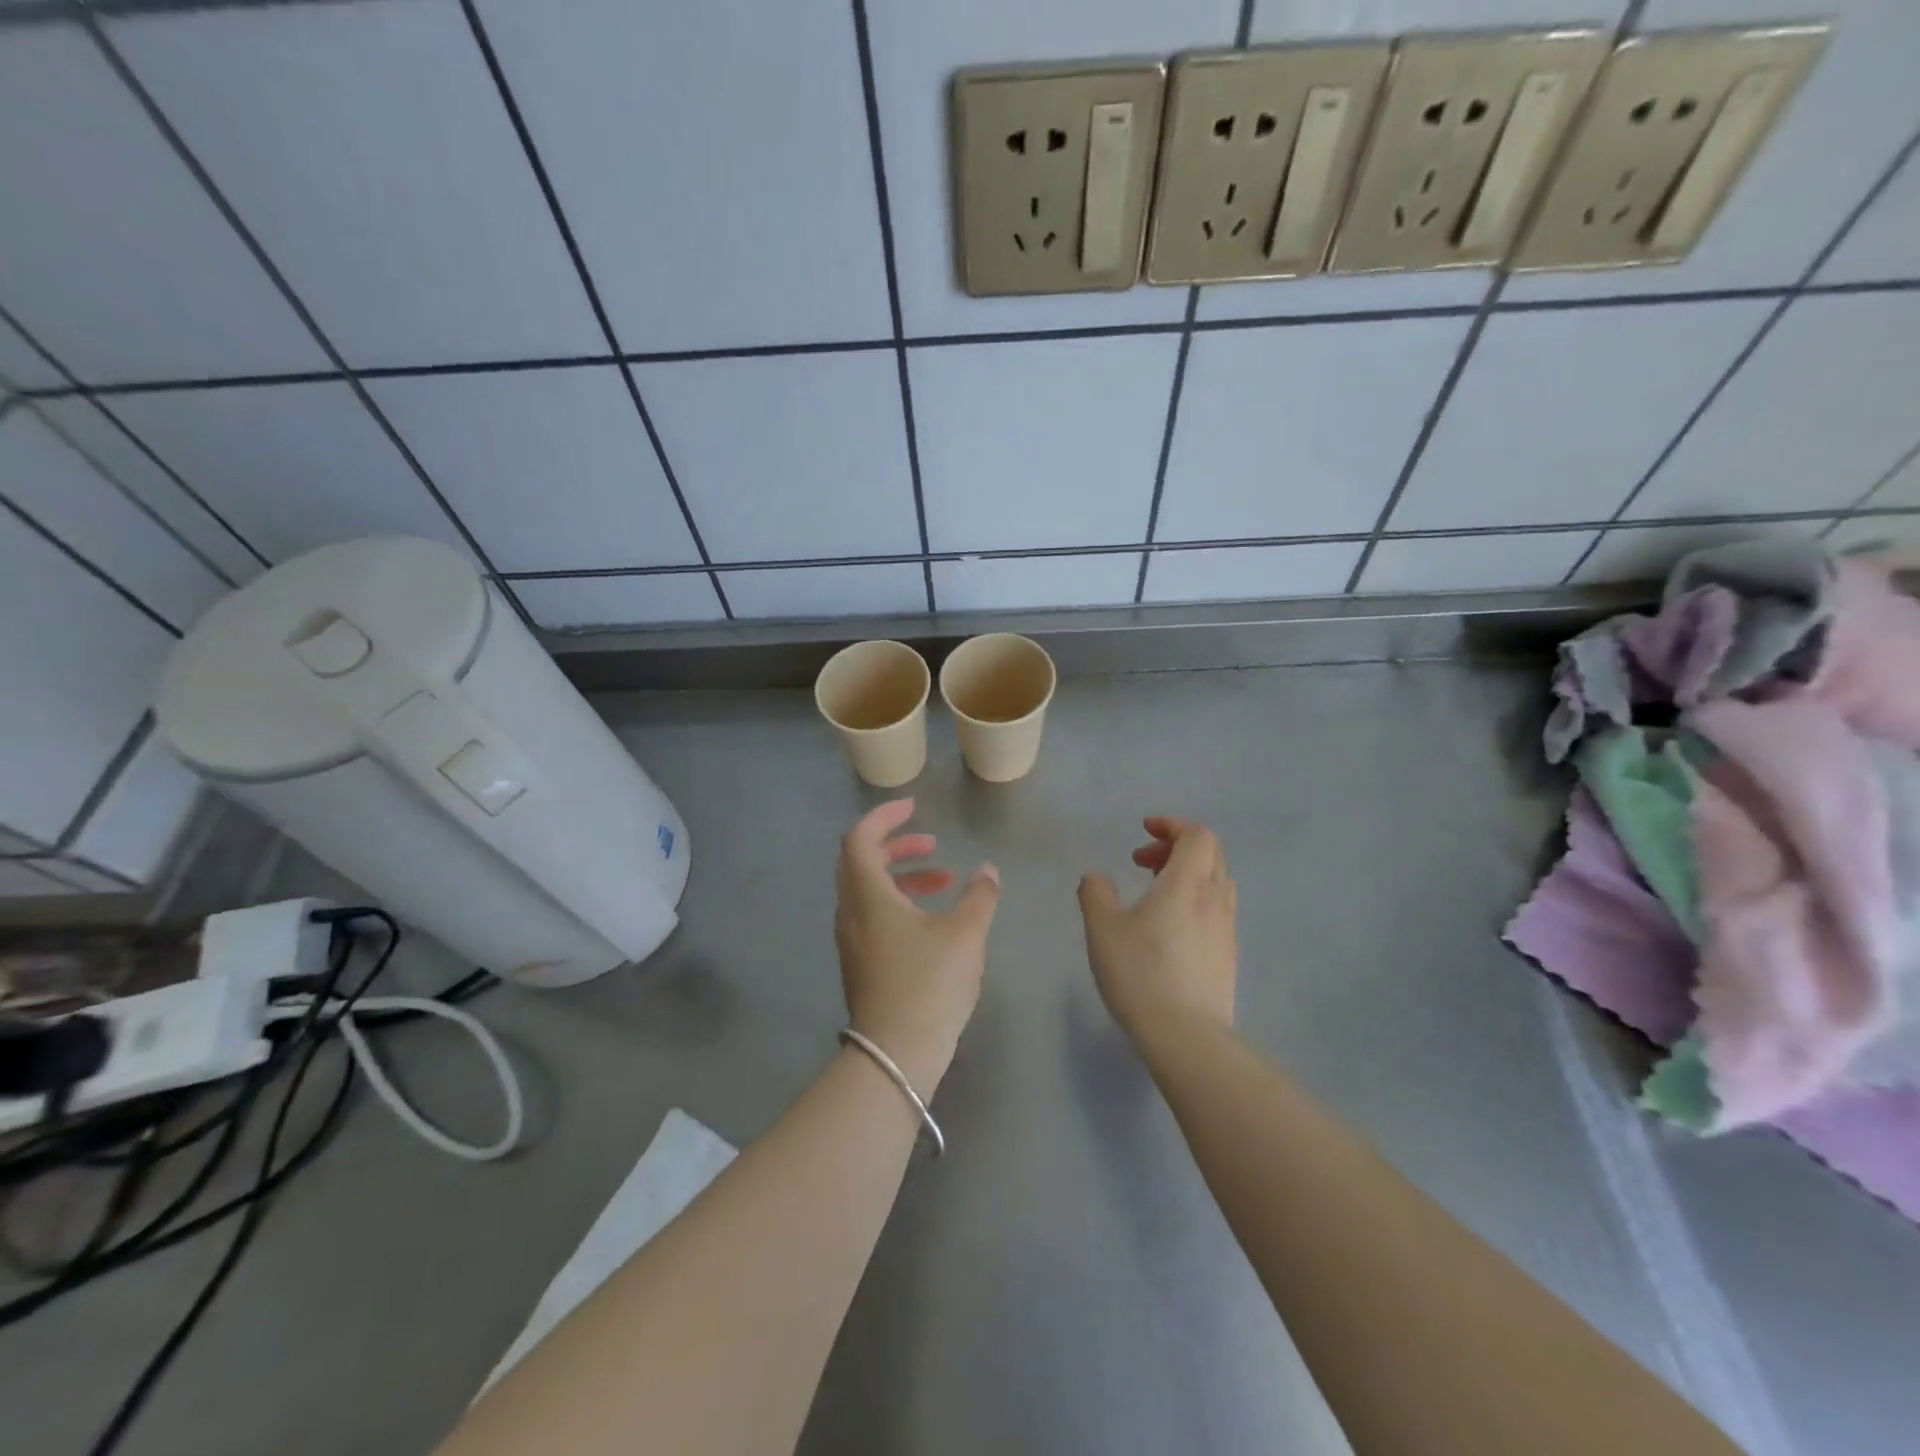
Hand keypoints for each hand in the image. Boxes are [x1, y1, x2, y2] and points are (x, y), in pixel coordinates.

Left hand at [834, 800, 1000, 1093]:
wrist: (896, 1055)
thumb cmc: (929, 984)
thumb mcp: (966, 934)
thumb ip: (980, 896)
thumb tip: (988, 871)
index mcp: (867, 895)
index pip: (860, 838)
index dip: (884, 817)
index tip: (914, 809)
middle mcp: (851, 913)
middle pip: (860, 862)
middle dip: (896, 845)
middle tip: (931, 844)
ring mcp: (852, 941)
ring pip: (867, 891)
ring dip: (901, 876)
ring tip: (943, 881)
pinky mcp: (860, 964)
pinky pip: (871, 915)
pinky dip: (897, 902)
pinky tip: (931, 921)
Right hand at [1078, 817, 1237, 1044]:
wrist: (1186, 1036)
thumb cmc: (1140, 972)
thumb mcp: (1102, 928)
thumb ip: (1095, 893)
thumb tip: (1096, 877)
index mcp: (1187, 882)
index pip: (1197, 835)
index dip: (1172, 825)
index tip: (1143, 832)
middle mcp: (1214, 898)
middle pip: (1211, 853)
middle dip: (1176, 847)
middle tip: (1142, 862)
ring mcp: (1226, 929)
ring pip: (1217, 882)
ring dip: (1189, 873)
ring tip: (1155, 893)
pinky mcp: (1228, 956)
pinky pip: (1218, 910)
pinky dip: (1196, 900)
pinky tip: (1171, 928)